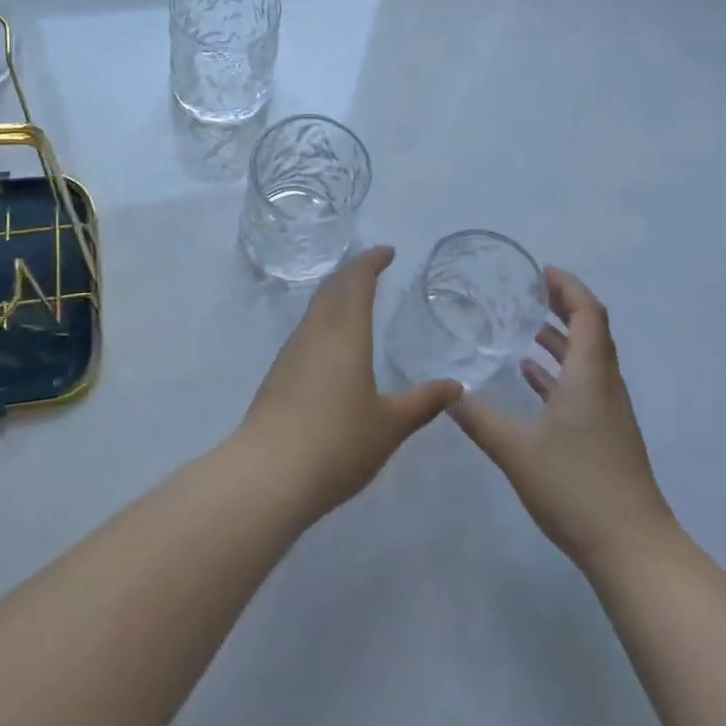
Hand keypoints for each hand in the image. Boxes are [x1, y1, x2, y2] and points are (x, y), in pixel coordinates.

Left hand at [236, 247, 462, 521]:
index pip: (357, 281)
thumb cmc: (338, 443)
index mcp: (345, 334)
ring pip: (315, 310)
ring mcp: (291, 353)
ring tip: (354, 300)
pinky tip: (331, 344)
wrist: (269, 473)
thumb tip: (455, 387)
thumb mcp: (390, 425)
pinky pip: (305, 332)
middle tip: (373, 268)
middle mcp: (315, 333)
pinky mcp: (277, 374)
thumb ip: (423, 403)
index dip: (371, 261)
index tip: (387, 252)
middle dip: (352, 272)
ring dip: (334, 296)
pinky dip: (323, 321)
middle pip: (331, 288)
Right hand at [451, 267, 674, 565]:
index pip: (588, 313)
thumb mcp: (515, 450)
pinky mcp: (606, 434)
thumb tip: (445, 391)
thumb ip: (477, 418)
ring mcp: (609, 412)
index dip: (567, 287)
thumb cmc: (576, 488)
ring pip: (587, 360)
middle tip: (529, 292)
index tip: (540, 273)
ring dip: (561, 339)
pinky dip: (559, 372)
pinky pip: (583, 386)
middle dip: (563, 306)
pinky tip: (530, 377)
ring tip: (524, 327)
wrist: (632, 549)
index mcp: (590, 376)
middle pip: (591, 331)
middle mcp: (605, 385)